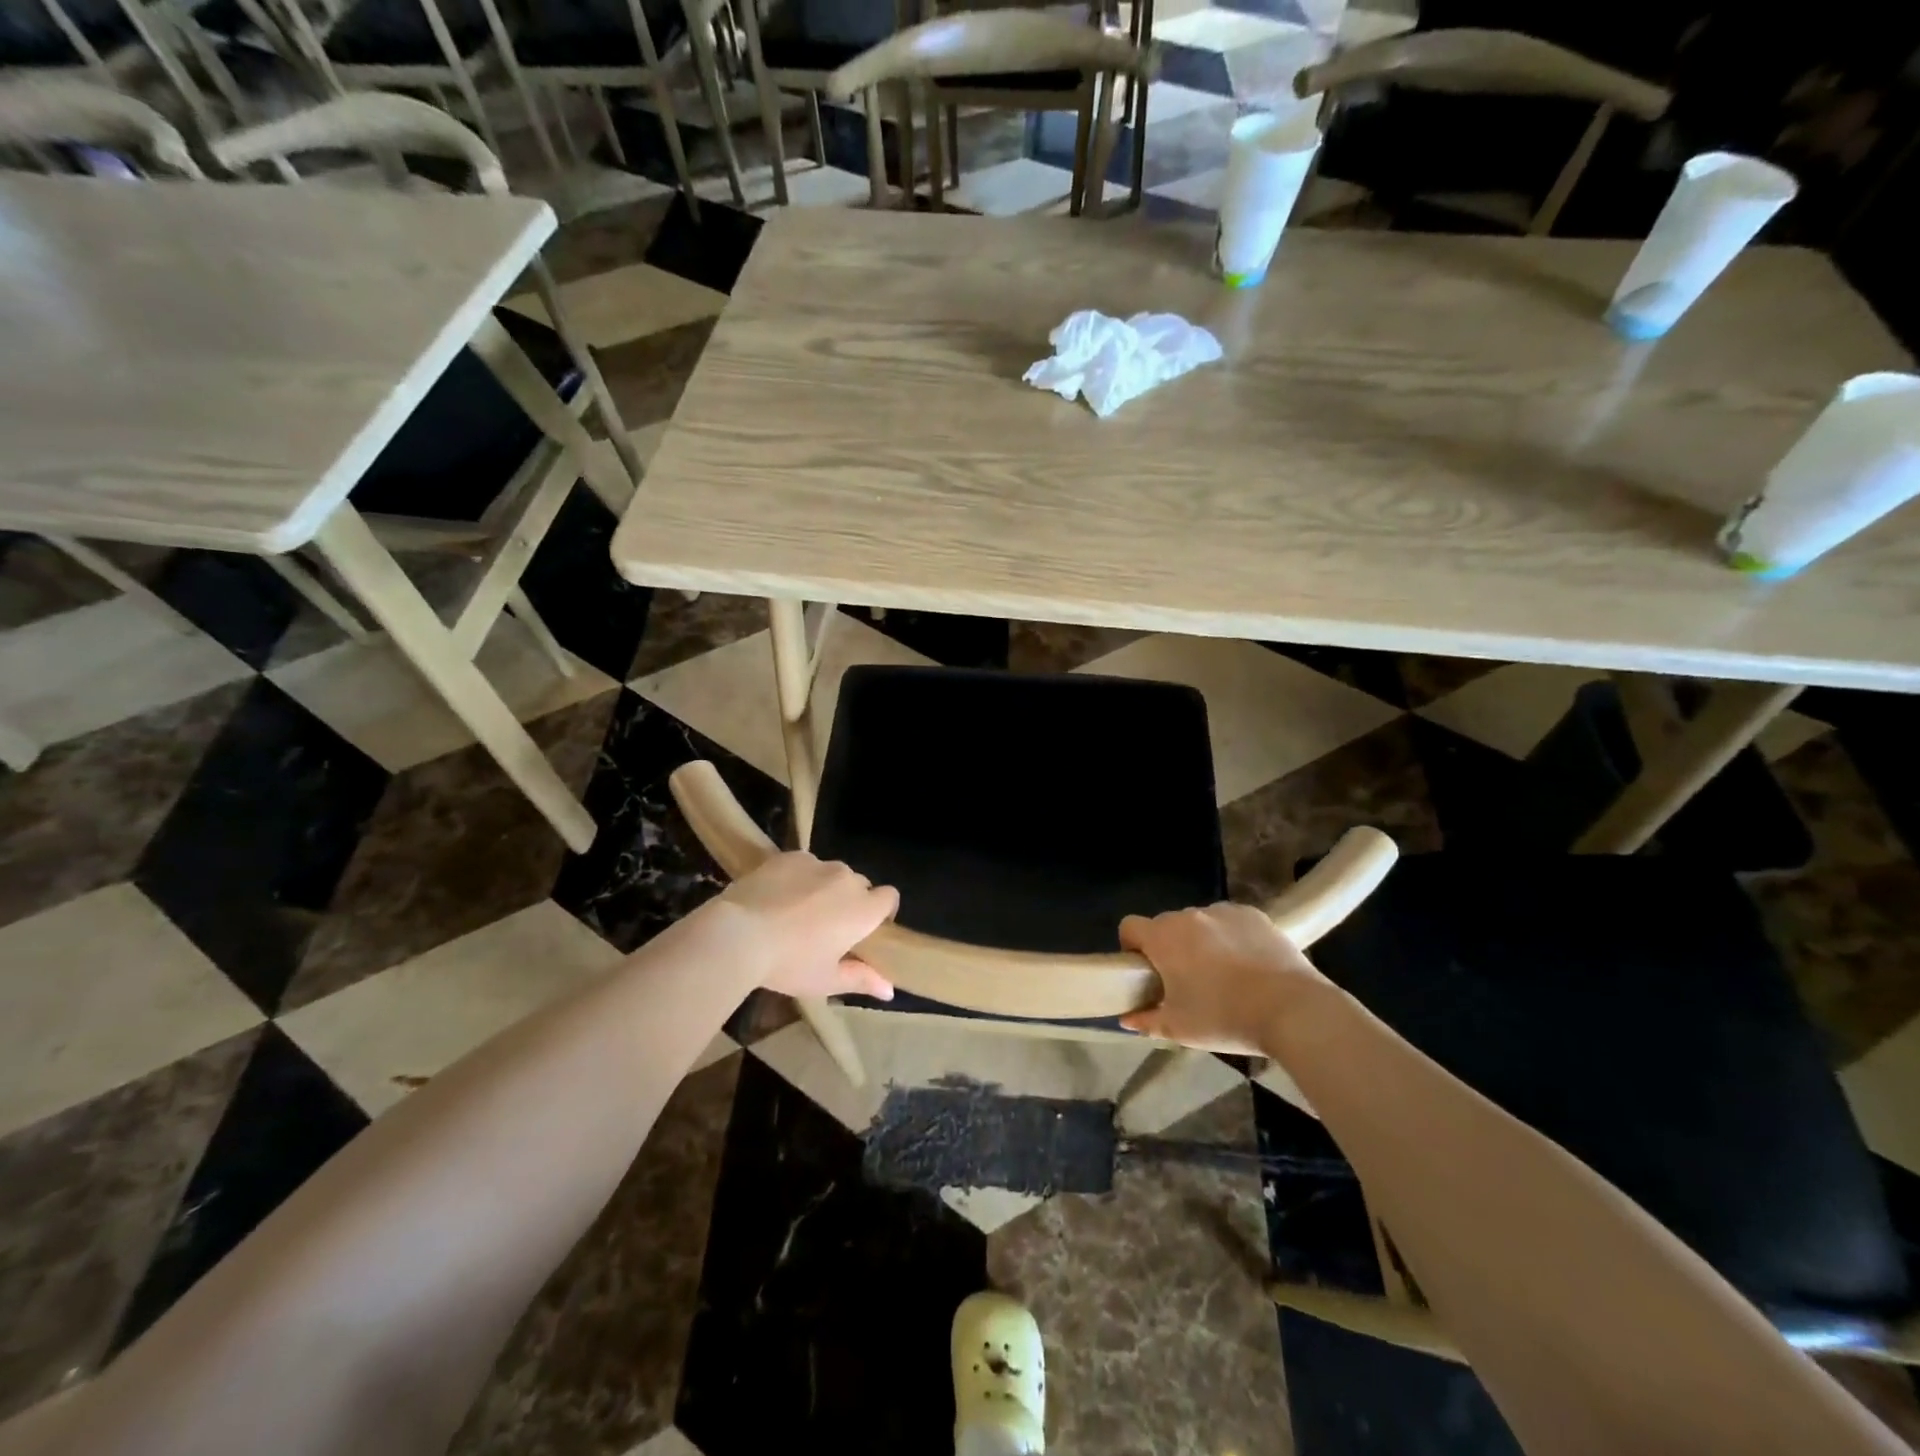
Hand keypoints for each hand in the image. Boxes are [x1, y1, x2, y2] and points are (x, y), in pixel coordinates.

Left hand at [716, 852, 899, 1000]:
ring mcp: (818, 864)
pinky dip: (798, 878)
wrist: (739, 934)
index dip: (882, 911)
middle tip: (826, 927)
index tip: (864, 930)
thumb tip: (890, 990)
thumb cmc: (789, 964)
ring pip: (831, 874)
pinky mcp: (790, 856)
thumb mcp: (826, 980)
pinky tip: (776, 897)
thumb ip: (862, 979)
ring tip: (796, 911)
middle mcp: (847, 879)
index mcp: (863, 910)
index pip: (890, 897)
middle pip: (860, 885)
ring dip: (824, 888)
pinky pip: (805, 865)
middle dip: (850, 901)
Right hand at [1118, 903, 1324, 1053]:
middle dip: (1169, 947)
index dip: (1131, 947)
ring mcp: (1223, 912)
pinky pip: (1230, 922)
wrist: (1291, 1009)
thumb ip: (1146, 1021)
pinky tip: (1248, 964)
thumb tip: (1126, 1019)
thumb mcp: (1179, 1029)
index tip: (1145, 972)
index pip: (1130, 926)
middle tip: (1185, 980)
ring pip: (1199, 923)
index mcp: (1163, 938)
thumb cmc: (1225, 1018)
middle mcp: (1189, 916)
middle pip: (1166, 925)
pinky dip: (1231, 937)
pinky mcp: (1254, 915)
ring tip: (1223, 973)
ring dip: (1200, 940)